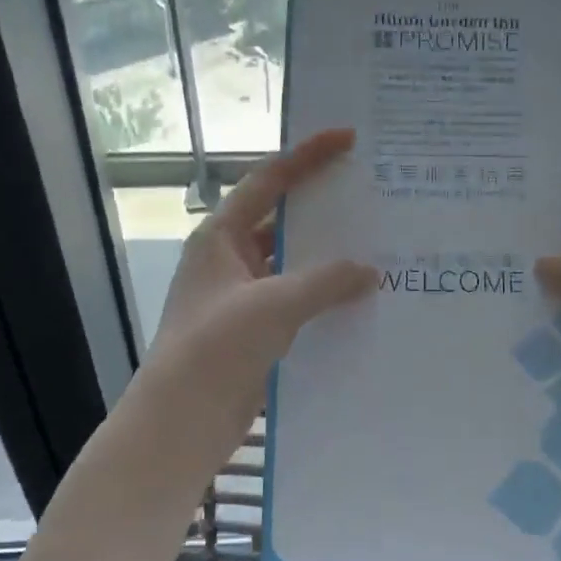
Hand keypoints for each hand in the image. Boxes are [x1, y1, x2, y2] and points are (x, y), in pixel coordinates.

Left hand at [129, 128, 376, 463]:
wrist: (181, 422)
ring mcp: (241, 297)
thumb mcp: (273, 305)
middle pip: (282, 221)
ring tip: (379, 247)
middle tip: (373, 195)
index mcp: (220, 237)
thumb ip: (325, 282)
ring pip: (292, 265)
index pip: (268, 181)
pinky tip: (361, 301)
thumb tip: (370, 271)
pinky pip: (296, 303)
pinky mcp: (254, 332)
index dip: (307, 156)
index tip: (347, 138)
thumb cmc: (216, 348)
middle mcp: (229, 260)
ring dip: (328, 260)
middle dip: (323, 209)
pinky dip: (324, 299)